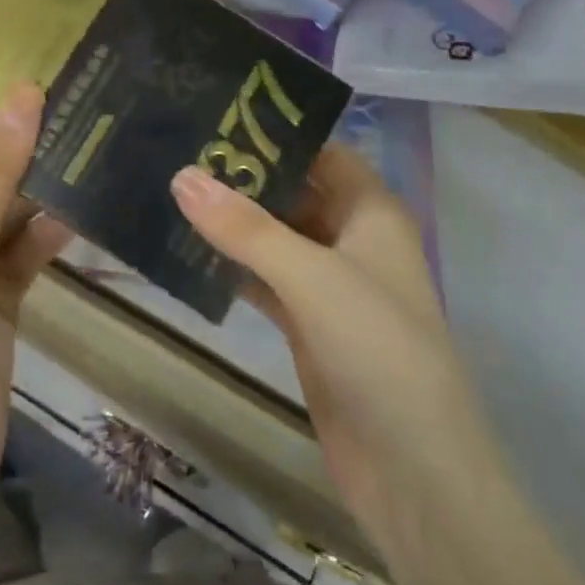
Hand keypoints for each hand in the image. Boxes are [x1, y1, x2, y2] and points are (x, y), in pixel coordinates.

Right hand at [171, 147, 493, 573]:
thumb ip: (245, 228)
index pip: (321, 150)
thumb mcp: (311, 277)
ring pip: (274, 235)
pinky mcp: (307, 323)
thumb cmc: (378, 350)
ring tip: (170, 187)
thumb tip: (181, 174)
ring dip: (232, 219)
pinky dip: (231, 264)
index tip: (216, 112)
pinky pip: (264, 277)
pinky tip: (186, 249)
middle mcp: (352, 237)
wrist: (414, 472)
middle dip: (244, 173)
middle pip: (294, 189)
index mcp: (371, 211)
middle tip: (178, 147)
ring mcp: (329, 282)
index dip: (276, 131)